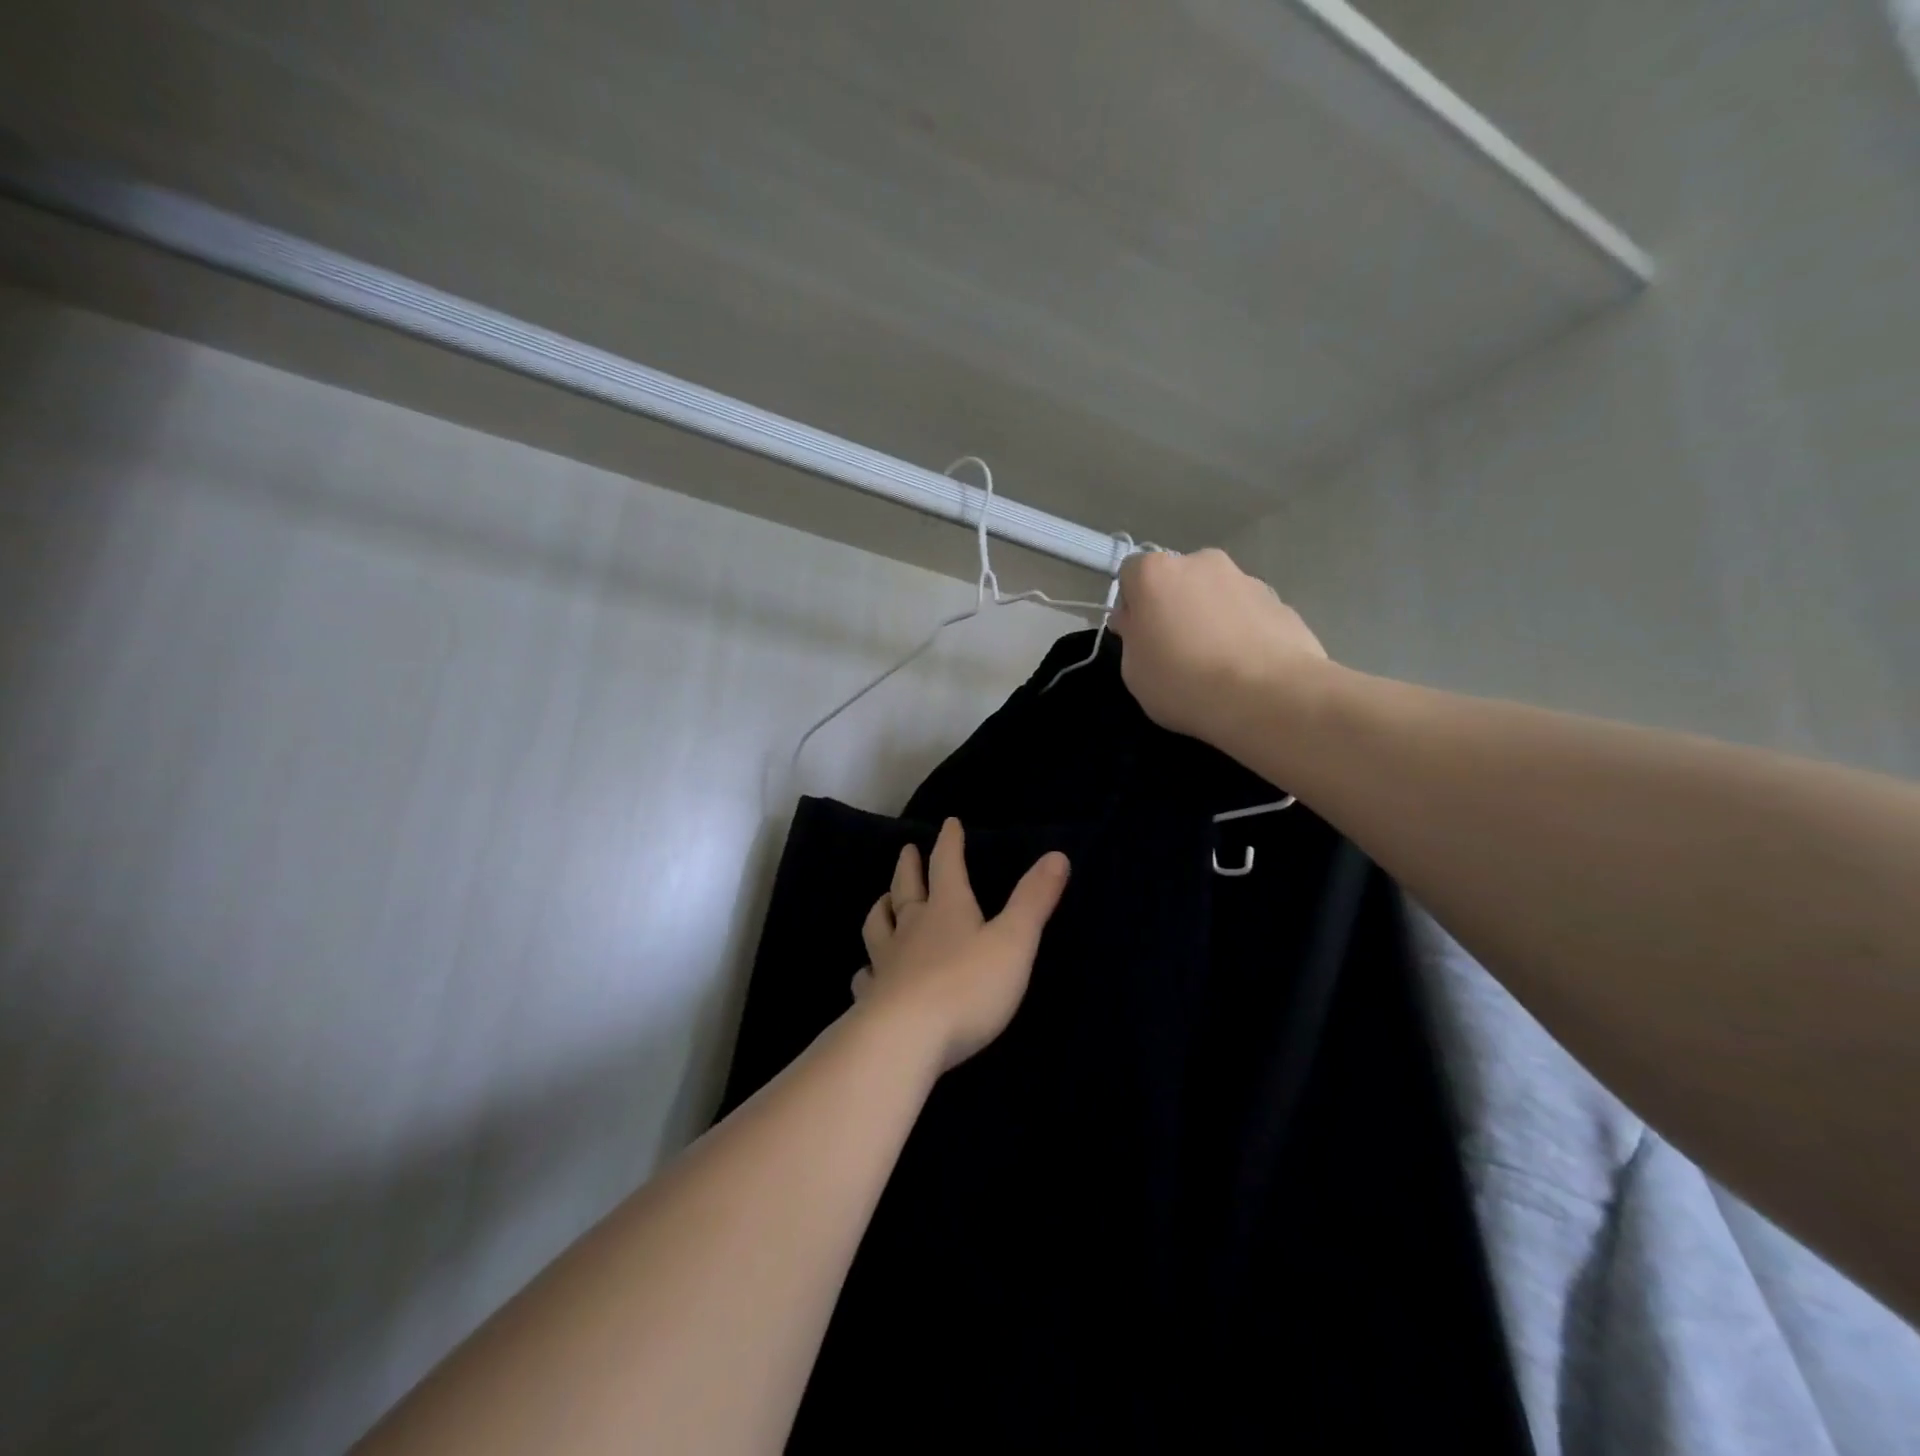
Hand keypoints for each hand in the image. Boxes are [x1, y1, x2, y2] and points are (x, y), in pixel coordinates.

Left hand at [851, 818, 1069, 1071]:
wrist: (905, 1038)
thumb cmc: (967, 987)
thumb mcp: (1013, 942)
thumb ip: (1033, 901)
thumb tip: (1056, 856)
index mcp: (947, 909)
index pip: (947, 865)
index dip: (950, 843)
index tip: (949, 822)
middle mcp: (912, 928)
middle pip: (906, 888)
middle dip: (909, 867)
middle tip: (906, 850)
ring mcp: (887, 962)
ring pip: (878, 925)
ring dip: (882, 908)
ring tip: (883, 900)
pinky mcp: (872, 997)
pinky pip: (865, 976)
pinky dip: (865, 969)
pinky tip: (865, 972)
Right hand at [1110, 548, 1328, 744]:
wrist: (1268, 697)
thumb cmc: (1184, 683)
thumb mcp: (1133, 672)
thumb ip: (1132, 638)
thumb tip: (1140, 623)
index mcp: (1156, 573)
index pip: (1132, 573)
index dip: (1133, 605)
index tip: (1139, 636)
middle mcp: (1202, 562)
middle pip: (1178, 579)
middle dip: (1175, 606)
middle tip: (1177, 650)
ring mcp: (1246, 579)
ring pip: (1216, 594)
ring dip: (1211, 617)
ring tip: (1217, 663)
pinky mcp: (1280, 601)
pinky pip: (1248, 613)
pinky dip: (1243, 631)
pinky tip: (1246, 667)